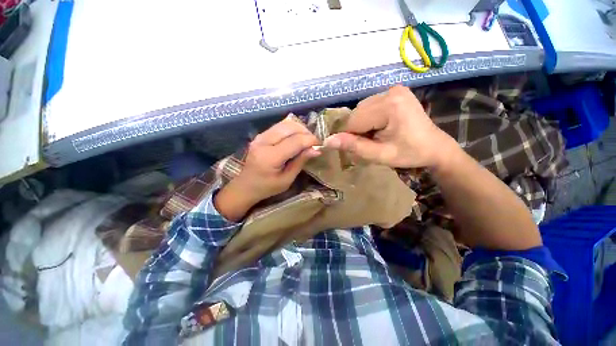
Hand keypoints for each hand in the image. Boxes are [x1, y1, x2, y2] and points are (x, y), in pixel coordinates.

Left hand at [215, 117, 320, 220]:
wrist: (245, 186)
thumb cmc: (267, 187)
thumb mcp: (287, 179)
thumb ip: (300, 162)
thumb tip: (316, 150)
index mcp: (270, 157)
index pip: (295, 141)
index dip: (310, 140)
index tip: (320, 145)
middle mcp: (263, 142)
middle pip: (290, 127)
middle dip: (306, 132)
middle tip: (314, 142)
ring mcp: (260, 136)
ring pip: (285, 124)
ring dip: (299, 129)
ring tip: (306, 140)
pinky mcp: (260, 135)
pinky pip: (279, 126)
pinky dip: (291, 129)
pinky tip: (296, 138)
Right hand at [323, 85, 455, 168]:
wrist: (435, 147)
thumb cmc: (409, 154)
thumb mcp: (380, 155)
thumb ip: (353, 146)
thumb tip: (327, 141)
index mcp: (389, 105)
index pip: (353, 121)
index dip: (352, 137)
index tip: (365, 147)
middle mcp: (389, 91)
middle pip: (356, 114)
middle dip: (358, 131)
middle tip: (373, 142)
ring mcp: (392, 89)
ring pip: (361, 110)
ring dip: (363, 125)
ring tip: (378, 135)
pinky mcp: (394, 92)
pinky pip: (369, 107)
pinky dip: (369, 119)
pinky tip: (381, 127)